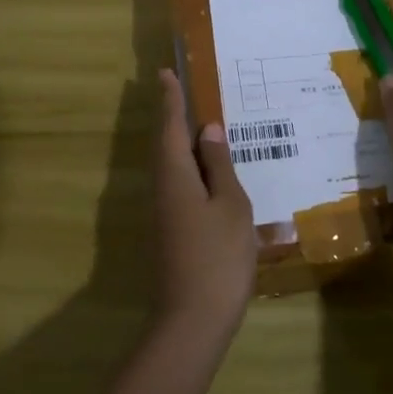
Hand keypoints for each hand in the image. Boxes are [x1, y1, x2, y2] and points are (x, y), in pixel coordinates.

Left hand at [153, 68, 257, 340]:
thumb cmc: (218, 256)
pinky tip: (212, 177)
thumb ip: (219, 166)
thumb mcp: (230, 205)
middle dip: (173, 117)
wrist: (192, 321)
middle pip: (166, 145)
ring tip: (202, 128)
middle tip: (182, 91)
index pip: (170, 126)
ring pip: (173, 167)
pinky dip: (193, 171)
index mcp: (175, 175)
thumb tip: (207, 130)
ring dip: (184, 144)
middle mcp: (163, 189)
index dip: (170, 99)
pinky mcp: (171, 232)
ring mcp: (164, 214)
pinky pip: (181, 187)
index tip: (165, 72)